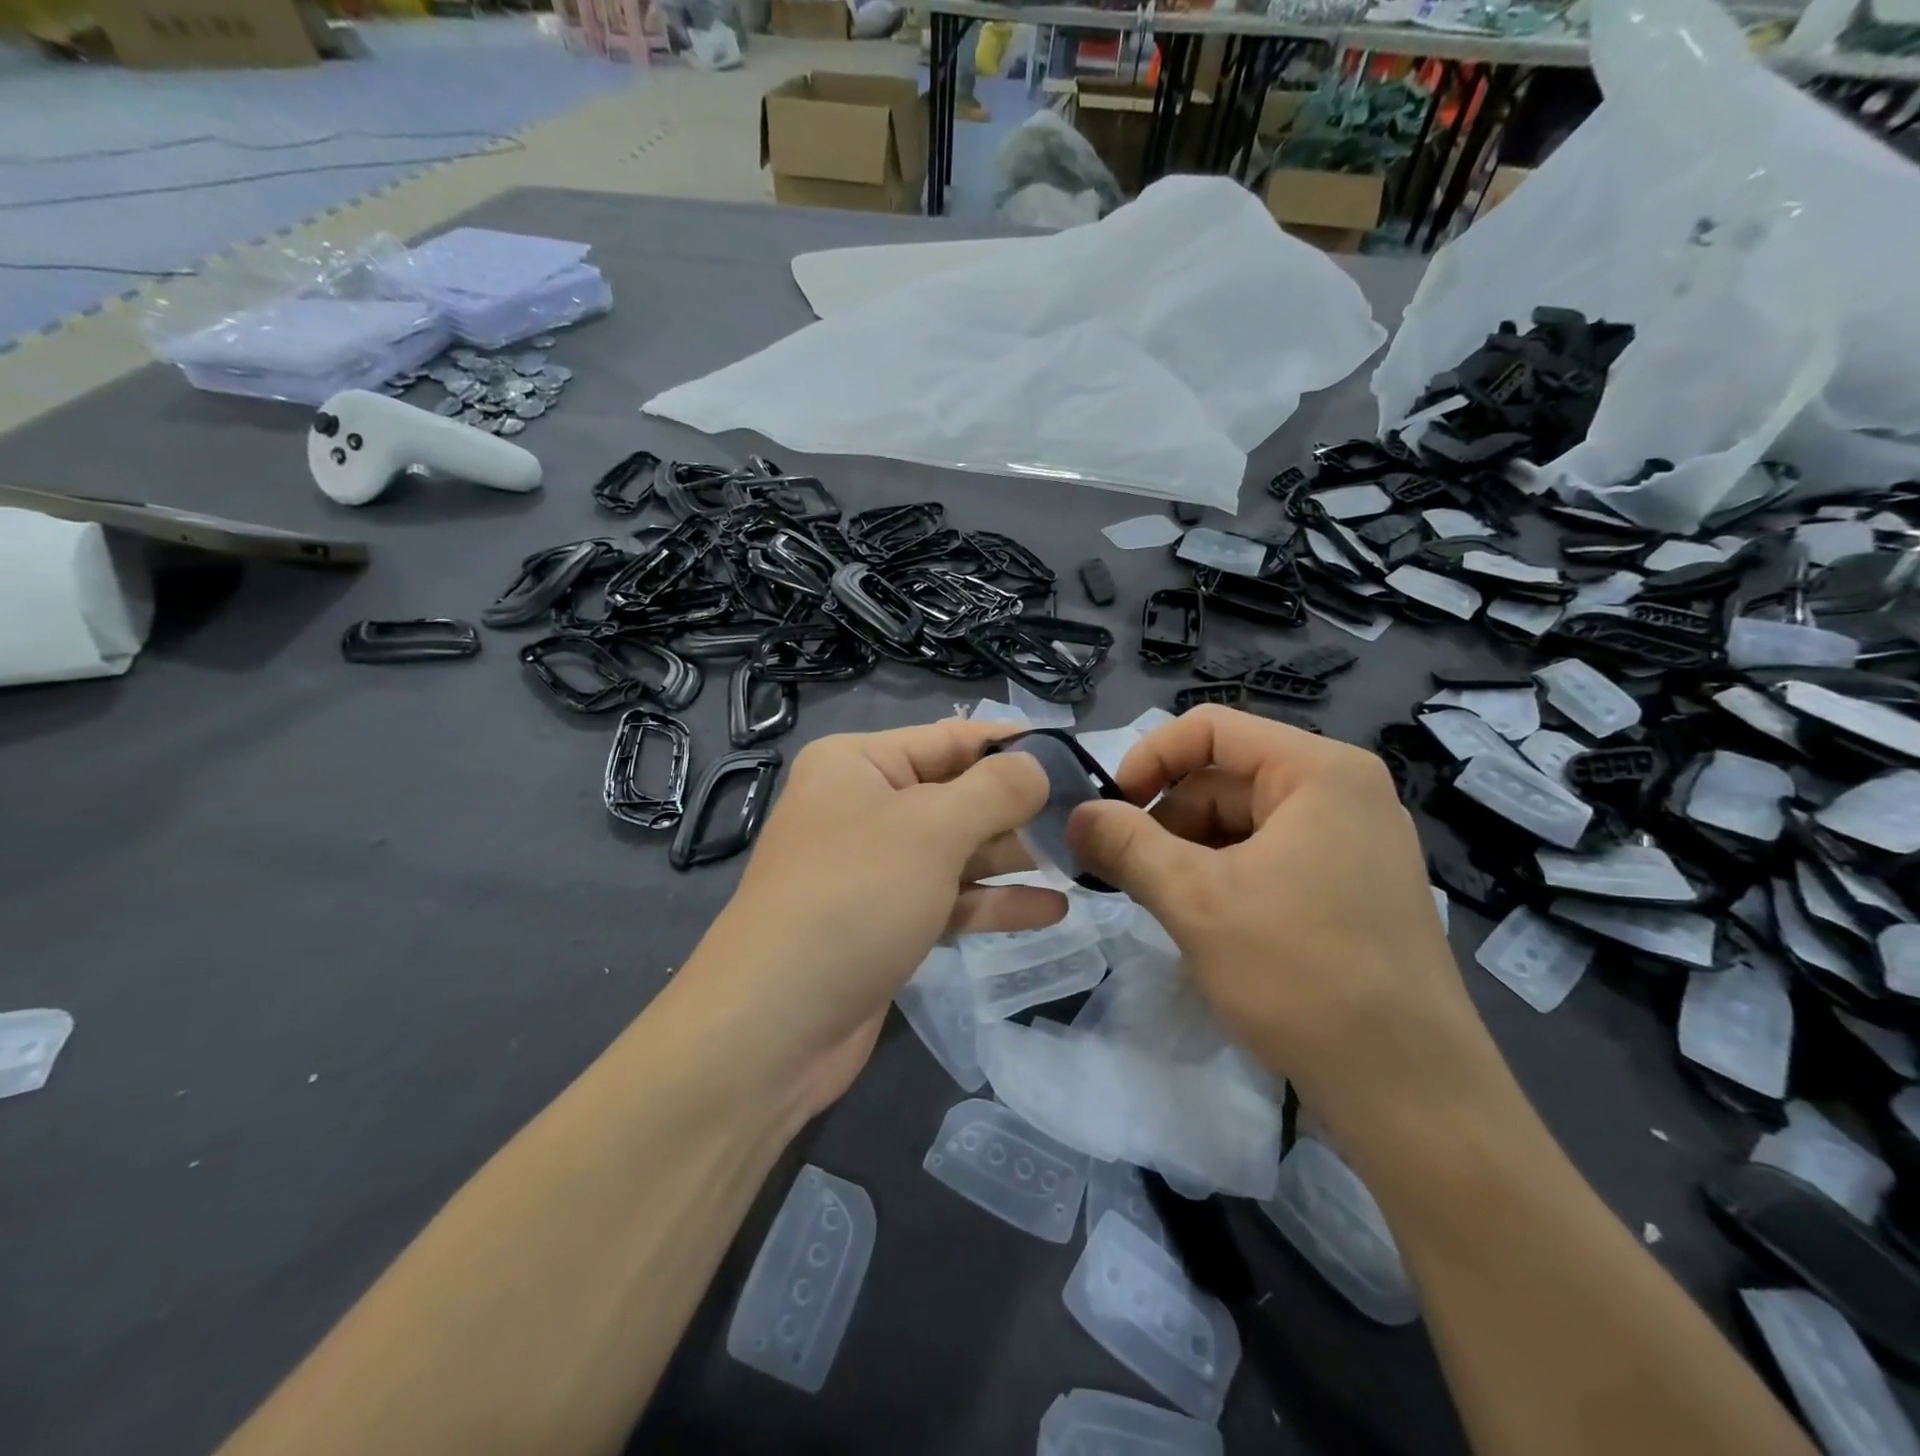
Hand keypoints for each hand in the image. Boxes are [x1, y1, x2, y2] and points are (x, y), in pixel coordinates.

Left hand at [670, 719, 1059, 1125]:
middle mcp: (863, 808)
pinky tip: (1053, 910)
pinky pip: (950, 900)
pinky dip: (995, 904)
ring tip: (1081, 861)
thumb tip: (1038, 766)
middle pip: (957, 796)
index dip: (1013, 746)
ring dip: (1014, 858)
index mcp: (858, 765)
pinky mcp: (887, 923)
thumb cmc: (853, 899)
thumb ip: (994, 790)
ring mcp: (875, 870)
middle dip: (1019, 809)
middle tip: (1089, 819)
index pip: (950, 739)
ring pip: (958, 852)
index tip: (1077, 757)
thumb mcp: (931, 829)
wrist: (773, 1028)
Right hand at [1067, 705, 1503, 1136]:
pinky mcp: (1350, 888)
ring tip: (1161, 905)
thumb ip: (1125, 845)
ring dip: (1188, 855)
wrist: (1410, 1093)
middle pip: (1224, 778)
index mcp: (1319, 772)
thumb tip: (1075, 815)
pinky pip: (1267, 858)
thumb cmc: (1300, 975)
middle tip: (1123, 873)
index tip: (1109, 811)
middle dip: (1166, 820)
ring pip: (1240, 823)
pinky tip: (1203, 924)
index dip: (1148, 760)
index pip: (1210, 729)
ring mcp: (1351, 843)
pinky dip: (1222, 879)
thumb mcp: (1195, 900)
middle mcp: (1342, 793)